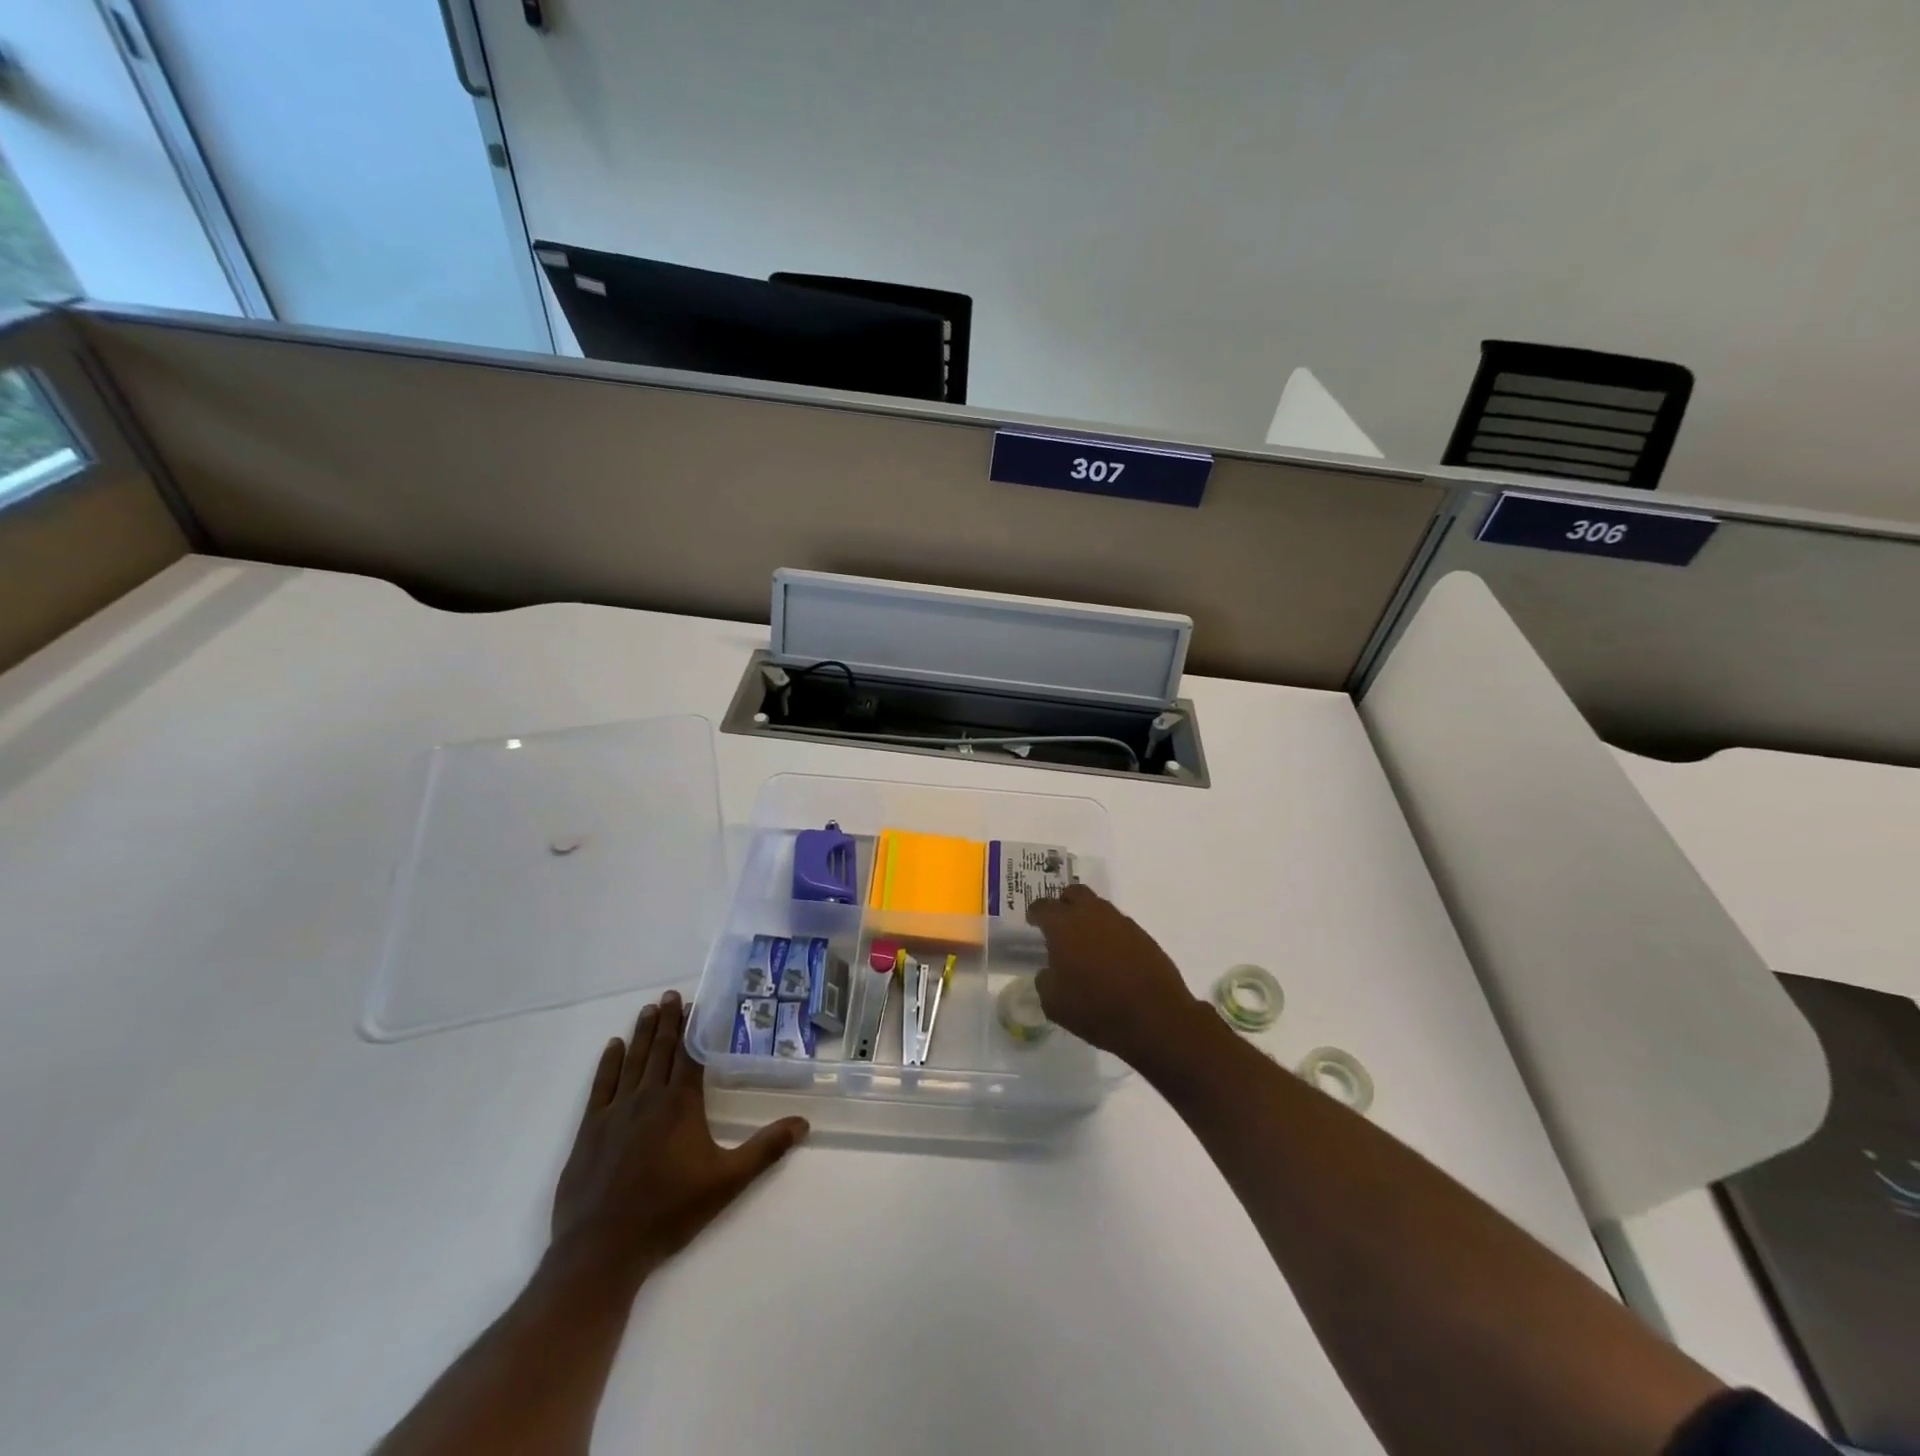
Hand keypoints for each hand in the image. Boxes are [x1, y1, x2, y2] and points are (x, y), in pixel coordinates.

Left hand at [550, 990, 807, 1289]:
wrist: (602, 1250)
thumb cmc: (668, 1213)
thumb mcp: (726, 1182)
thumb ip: (765, 1149)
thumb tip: (803, 1122)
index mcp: (680, 1104)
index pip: (690, 1054)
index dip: (694, 1028)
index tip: (697, 1004)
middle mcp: (648, 1097)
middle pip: (661, 1050)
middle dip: (668, 1020)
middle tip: (672, 994)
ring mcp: (614, 1112)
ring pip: (633, 1061)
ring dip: (643, 1033)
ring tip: (649, 1009)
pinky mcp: (589, 1130)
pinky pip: (601, 1085)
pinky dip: (609, 1063)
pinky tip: (614, 1046)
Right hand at [1026, 885, 1207, 1070]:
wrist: (1155, 1018)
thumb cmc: (1096, 1009)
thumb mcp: (1054, 1004)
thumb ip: (1045, 980)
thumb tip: (1049, 971)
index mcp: (1064, 925)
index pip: (1043, 906)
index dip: (1035, 913)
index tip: (1033, 923)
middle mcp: (1092, 914)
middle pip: (1074, 893)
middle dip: (1063, 904)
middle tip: (1059, 925)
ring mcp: (1121, 922)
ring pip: (1098, 907)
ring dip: (1088, 918)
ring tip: (1085, 943)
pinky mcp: (1142, 935)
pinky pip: (1118, 925)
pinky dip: (1109, 934)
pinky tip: (1109, 957)